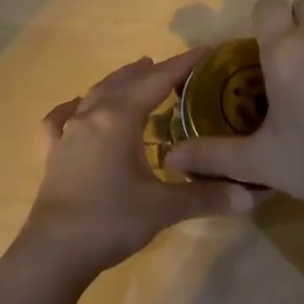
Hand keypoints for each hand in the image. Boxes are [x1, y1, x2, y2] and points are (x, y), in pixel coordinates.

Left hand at [19, 50, 254, 283]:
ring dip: (117, 83)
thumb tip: (251, 196)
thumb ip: (206, 196)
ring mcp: (67, 134)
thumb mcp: (164, 208)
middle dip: (150, 71)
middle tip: (173, 67)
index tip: (204, 51)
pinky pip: (59, 121)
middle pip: (123, 83)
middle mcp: (91, 117)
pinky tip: (76, 109)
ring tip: (134, 75)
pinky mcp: (52, 155)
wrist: (55, 252)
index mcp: (118, 119)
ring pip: (94, 95)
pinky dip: (72, 109)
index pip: (156, 82)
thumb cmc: (111, 220)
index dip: (182, 65)